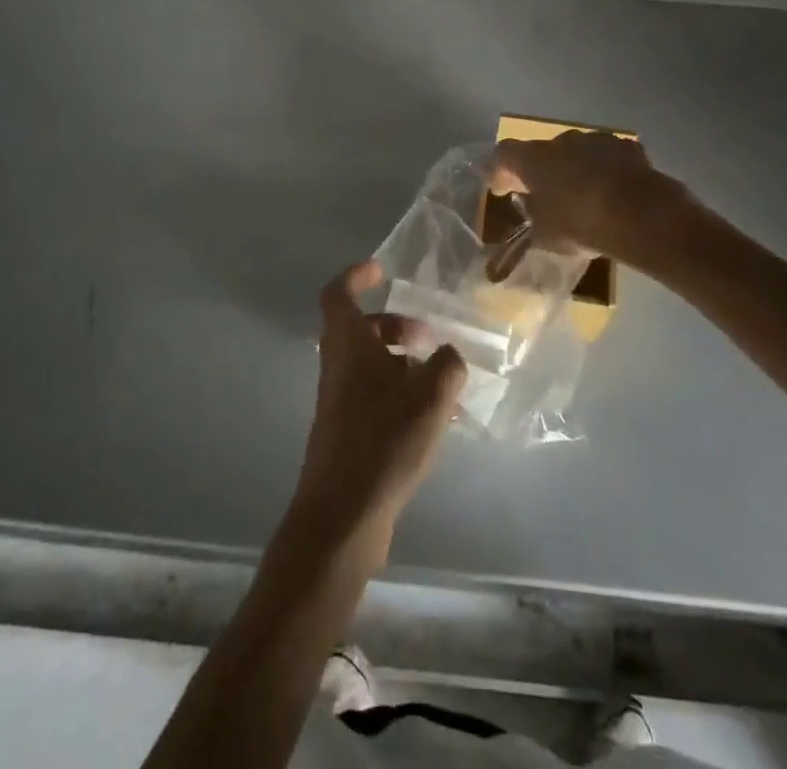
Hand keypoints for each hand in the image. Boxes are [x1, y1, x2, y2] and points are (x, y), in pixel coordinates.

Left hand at [290, 261, 466, 550]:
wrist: (342, 515)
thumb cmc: (382, 441)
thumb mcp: (429, 397)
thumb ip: (447, 366)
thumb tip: (449, 355)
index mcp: (347, 346)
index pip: (338, 295)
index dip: (356, 277)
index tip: (381, 270)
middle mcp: (337, 368)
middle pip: (358, 330)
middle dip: (393, 324)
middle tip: (427, 336)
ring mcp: (339, 403)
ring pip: (367, 364)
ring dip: (399, 360)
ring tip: (438, 379)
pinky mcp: (346, 433)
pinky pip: (373, 395)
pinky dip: (398, 393)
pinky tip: (431, 418)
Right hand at [489, 130, 690, 263]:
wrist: (643, 215)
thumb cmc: (582, 225)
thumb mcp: (547, 236)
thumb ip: (533, 220)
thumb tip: (531, 214)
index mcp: (533, 159)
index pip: (503, 154)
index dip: (499, 171)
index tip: (501, 189)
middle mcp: (560, 141)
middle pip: (541, 152)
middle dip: (540, 171)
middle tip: (544, 196)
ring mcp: (595, 140)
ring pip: (575, 152)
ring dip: (573, 169)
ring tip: (582, 195)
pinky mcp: (625, 147)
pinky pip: (604, 157)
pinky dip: (602, 170)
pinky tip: (611, 192)